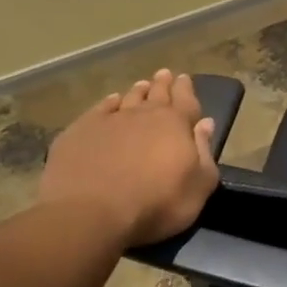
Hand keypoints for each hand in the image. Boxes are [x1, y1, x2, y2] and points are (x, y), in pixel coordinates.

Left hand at [38, 69, 218, 245]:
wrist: (91, 213)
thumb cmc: (157, 203)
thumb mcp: (199, 186)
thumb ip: (205, 152)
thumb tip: (206, 123)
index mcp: (175, 125)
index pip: (185, 100)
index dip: (185, 89)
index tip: (184, 78)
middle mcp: (143, 115)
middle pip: (156, 94)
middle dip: (162, 84)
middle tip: (164, 74)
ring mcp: (109, 120)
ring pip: (128, 98)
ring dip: (137, 92)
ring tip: (142, 85)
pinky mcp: (80, 131)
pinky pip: (99, 109)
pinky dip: (108, 103)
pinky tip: (111, 102)